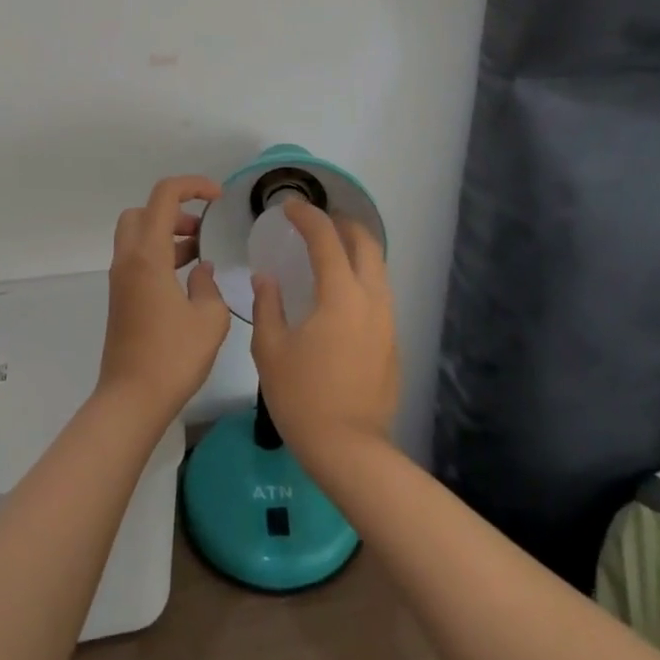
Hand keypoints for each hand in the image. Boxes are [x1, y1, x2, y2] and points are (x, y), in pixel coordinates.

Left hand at [97, 175, 231, 423]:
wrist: (131, 401)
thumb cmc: (172, 357)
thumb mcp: (209, 319)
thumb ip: (209, 285)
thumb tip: (201, 271)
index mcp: (148, 254)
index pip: (164, 196)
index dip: (193, 185)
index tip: (218, 197)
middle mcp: (128, 259)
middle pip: (143, 211)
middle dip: (174, 210)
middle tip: (201, 229)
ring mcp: (121, 279)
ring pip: (139, 235)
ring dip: (168, 234)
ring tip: (201, 253)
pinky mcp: (122, 298)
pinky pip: (139, 258)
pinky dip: (161, 255)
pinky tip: (188, 280)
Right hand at [251, 198, 398, 464]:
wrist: (350, 451)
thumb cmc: (303, 398)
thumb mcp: (271, 350)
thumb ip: (268, 305)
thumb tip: (267, 279)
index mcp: (341, 294)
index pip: (326, 238)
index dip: (307, 216)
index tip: (289, 208)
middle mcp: (371, 299)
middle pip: (366, 243)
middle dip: (342, 223)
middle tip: (317, 221)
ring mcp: (387, 321)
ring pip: (378, 267)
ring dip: (356, 248)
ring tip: (330, 250)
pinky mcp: (392, 342)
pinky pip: (379, 292)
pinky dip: (362, 276)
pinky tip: (341, 292)